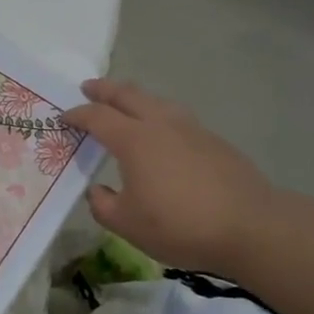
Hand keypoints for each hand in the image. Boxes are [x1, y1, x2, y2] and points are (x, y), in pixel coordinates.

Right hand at [64, 78, 276, 274]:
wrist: (250, 226)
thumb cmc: (179, 225)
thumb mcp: (127, 224)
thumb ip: (104, 205)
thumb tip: (98, 191)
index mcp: (134, 140)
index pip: (98, 117)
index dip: (77, 115)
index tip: (63, 117)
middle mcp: (161, 125)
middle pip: (129, 96)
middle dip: (105, 90)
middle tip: (88, 86)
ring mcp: (192, 130)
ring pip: (157, 101)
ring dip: (135, 98)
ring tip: (126, 103)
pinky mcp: (214, 142)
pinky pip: (177, 118)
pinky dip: (159, 116)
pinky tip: (162, 133)